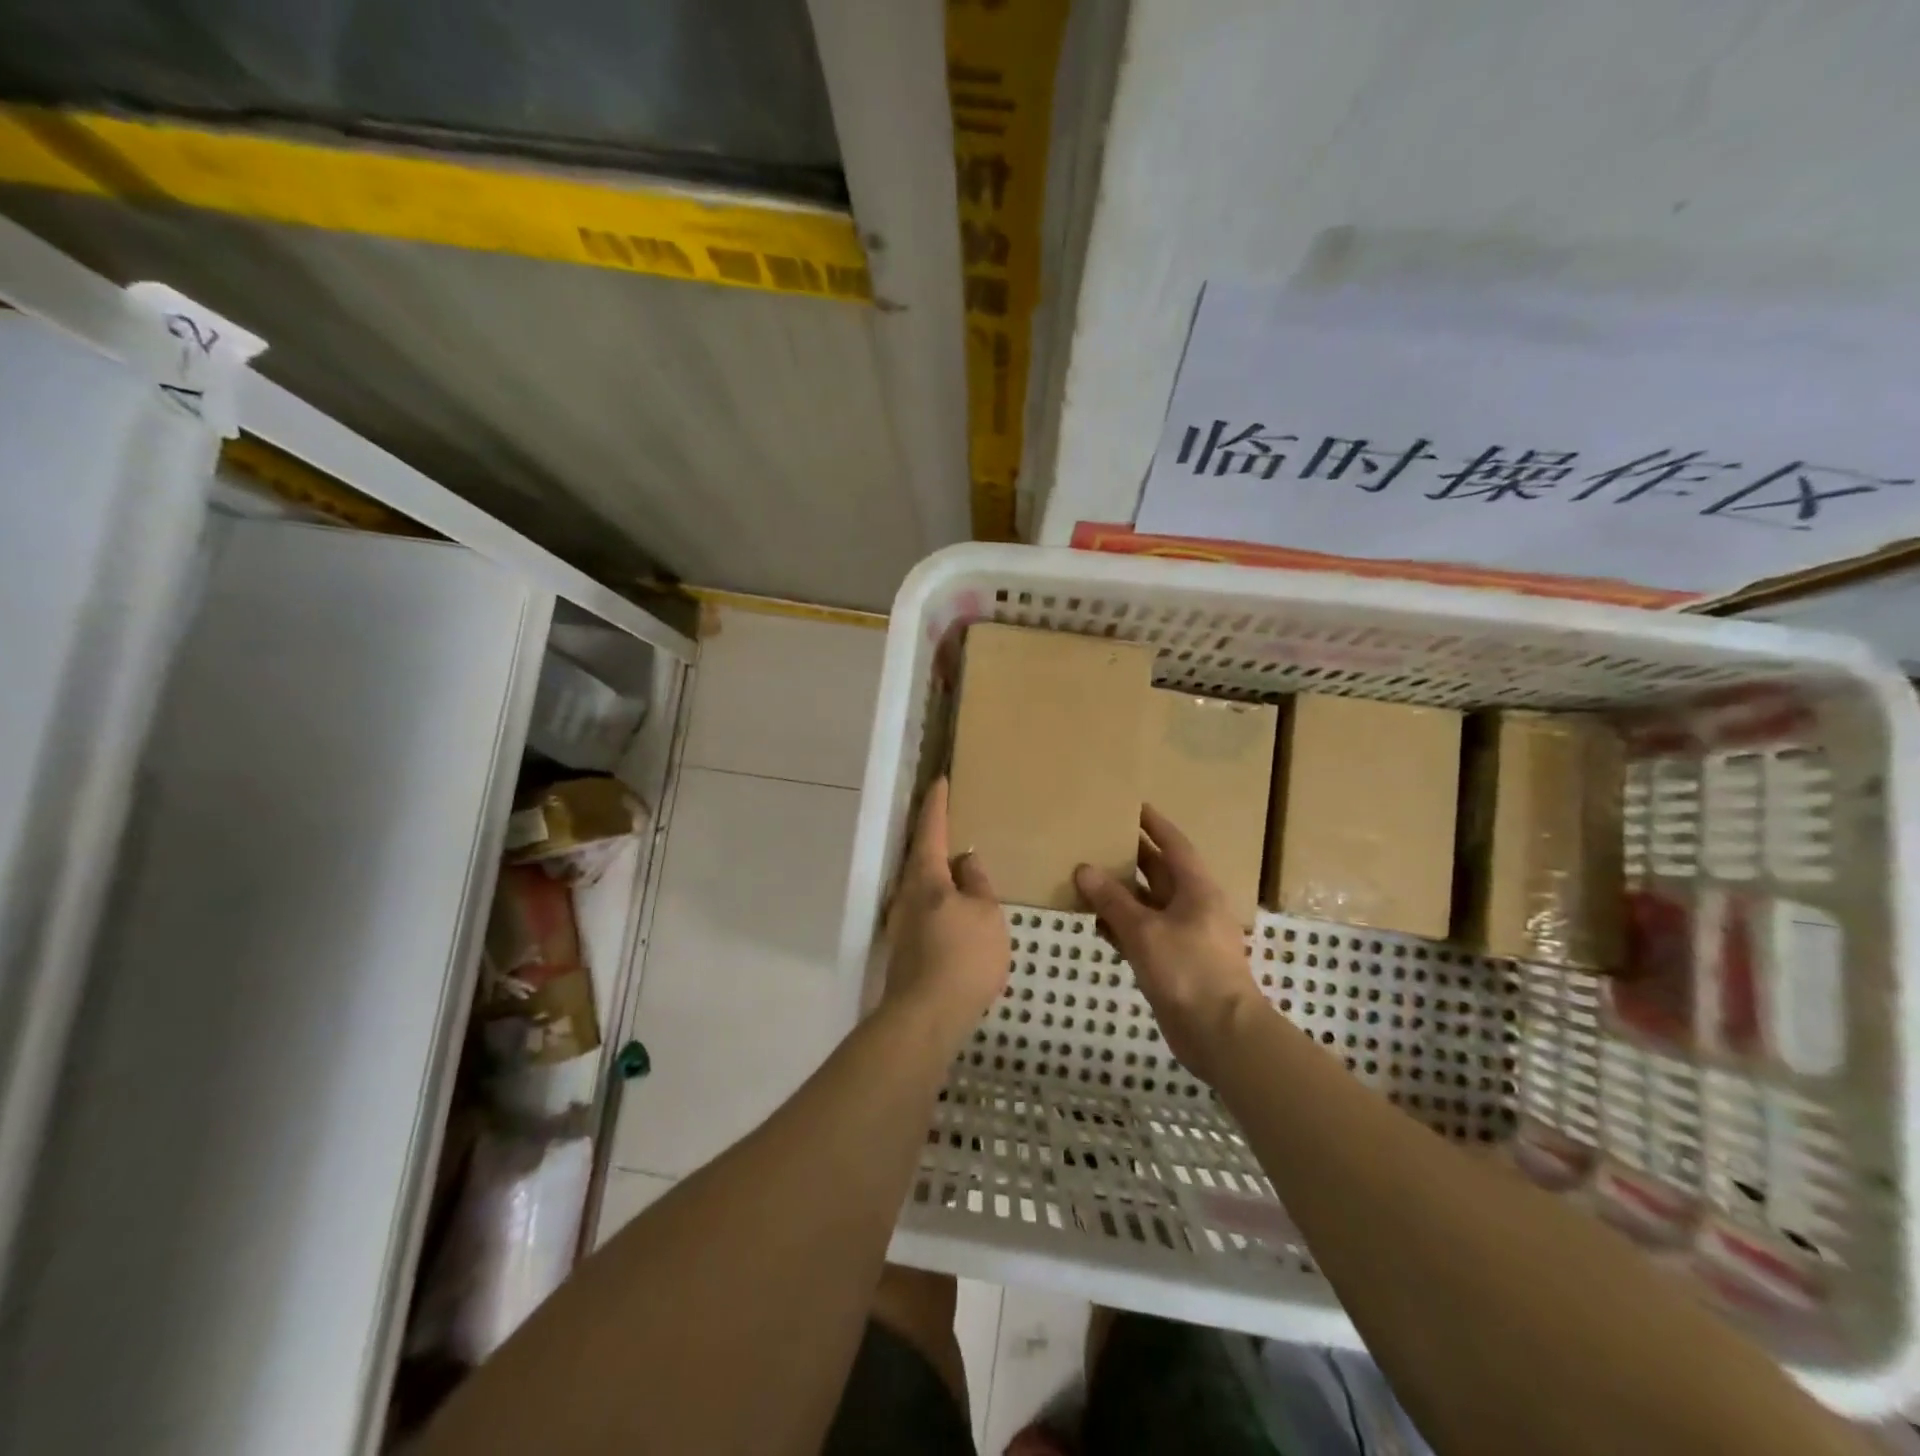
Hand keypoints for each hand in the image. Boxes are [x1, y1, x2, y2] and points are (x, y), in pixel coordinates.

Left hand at [883, 778, 1009, 1041]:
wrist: (927, 1016)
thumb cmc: (964, 956)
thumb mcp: (986, 914)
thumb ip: (978, 884)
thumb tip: (966, 861)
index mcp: (926, 877)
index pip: (931, 829)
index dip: (937, 804)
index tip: (940, 781)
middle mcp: (906, 894)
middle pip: (919, 857)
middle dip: (933, 838)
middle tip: (952, 822)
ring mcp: (902, 922)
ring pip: (920, 885)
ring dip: (937, 872)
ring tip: (959, 867)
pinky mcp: (905, 948)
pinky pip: (924, 909)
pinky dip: (939, 899)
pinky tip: (955, 910)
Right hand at [1073, 806, 1267, 1083]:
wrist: (1221, 1034)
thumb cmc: (1189, 970)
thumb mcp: (1145, 931)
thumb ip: (1113, 900)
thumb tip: (1084, 869)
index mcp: (1196, 889)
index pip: (1174, 845)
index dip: (1154, 824)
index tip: (1132, 805)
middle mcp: (1192, 906)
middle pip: (1159, 873)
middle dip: (1130, 858)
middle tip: (1097, 839)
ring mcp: (1183, 936)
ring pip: (1147, 905)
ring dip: (1120, 894)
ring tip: (1086, 877)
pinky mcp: (1172, 962)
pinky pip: (1142, 933)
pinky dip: (1121, 926)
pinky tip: (1096, 923)